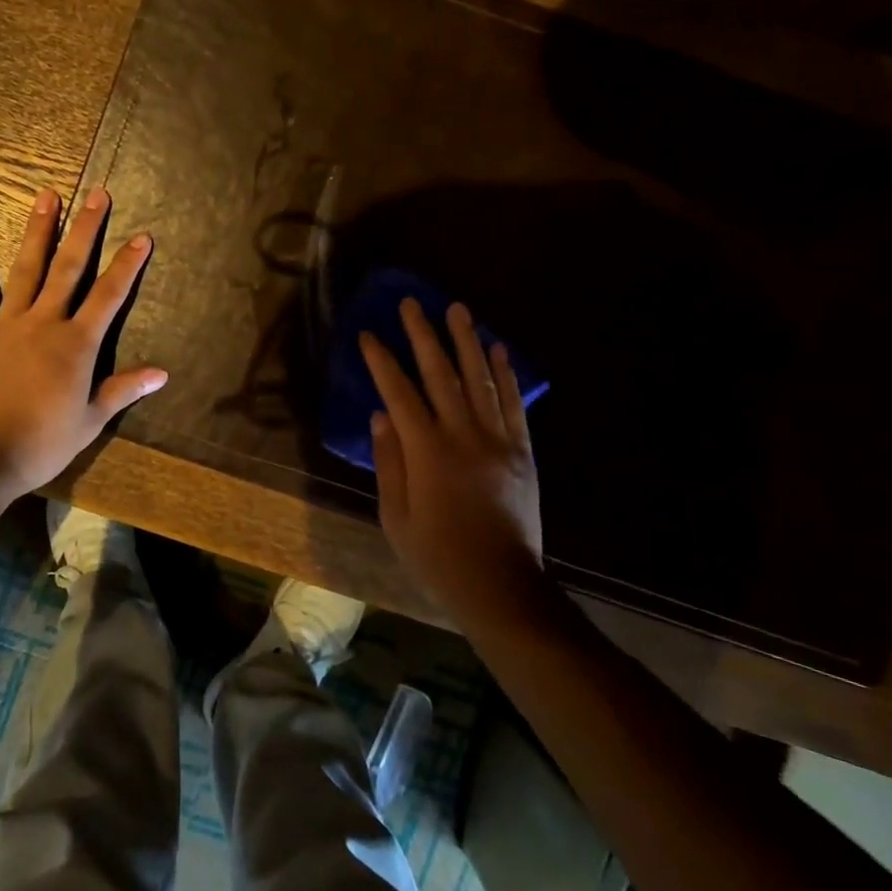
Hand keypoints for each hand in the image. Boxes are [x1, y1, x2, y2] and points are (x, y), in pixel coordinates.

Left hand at [0, 186, 166, 493]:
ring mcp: (6, 322)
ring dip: (39, 231)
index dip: (127, 265)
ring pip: (27, 268)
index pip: (109, 296)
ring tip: (47, 196)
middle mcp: (45, 322)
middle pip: (70, 268)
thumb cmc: (39, 443)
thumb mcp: (89, 421)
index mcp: (77, 345)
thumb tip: (162, 373)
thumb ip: (122, 390)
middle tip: (97, 194)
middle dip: (86, 230)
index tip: (142, 237)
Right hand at [361, 299, 544, 623]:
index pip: (398, 393)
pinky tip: (498, 349)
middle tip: (411, 303)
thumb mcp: (395, 517)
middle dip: (422, 335)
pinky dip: (505, 374)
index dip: (382, 361)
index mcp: (427, 452)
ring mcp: (498, 441)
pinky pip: (513, 404)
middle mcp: (463, 435)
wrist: (502, 587)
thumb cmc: (438, 557)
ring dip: (466, 341)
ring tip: (456, 309)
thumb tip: (380, 416)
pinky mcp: (522, 452)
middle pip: (440, 374)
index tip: (369, 335)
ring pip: (480, 379)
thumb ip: (388, 461)